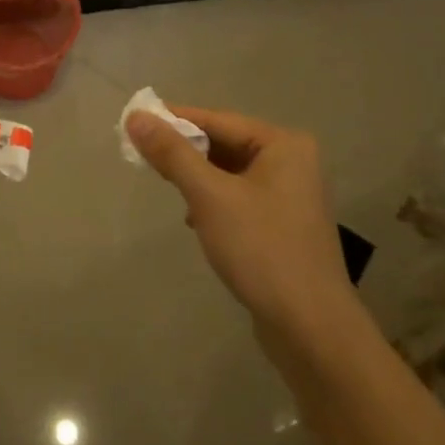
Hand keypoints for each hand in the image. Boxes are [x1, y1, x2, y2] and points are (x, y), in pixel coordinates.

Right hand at [126, 105, 356, 334]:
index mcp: (283, 144)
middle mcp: (292, 162)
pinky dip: (213, 201)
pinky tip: (195, 220)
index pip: (217, 120)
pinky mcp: (283, 224)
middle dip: (185, 152)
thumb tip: (136, 117)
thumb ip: (172, 154)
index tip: (134, 123)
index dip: (173, 120)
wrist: (310, 328)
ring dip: (197, 179)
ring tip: (168, 189)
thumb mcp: (209, 196)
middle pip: (224, 143)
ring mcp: (290, 195)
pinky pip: (239, 197)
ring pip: (229, 172)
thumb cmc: (261, 249)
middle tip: (143, 157)